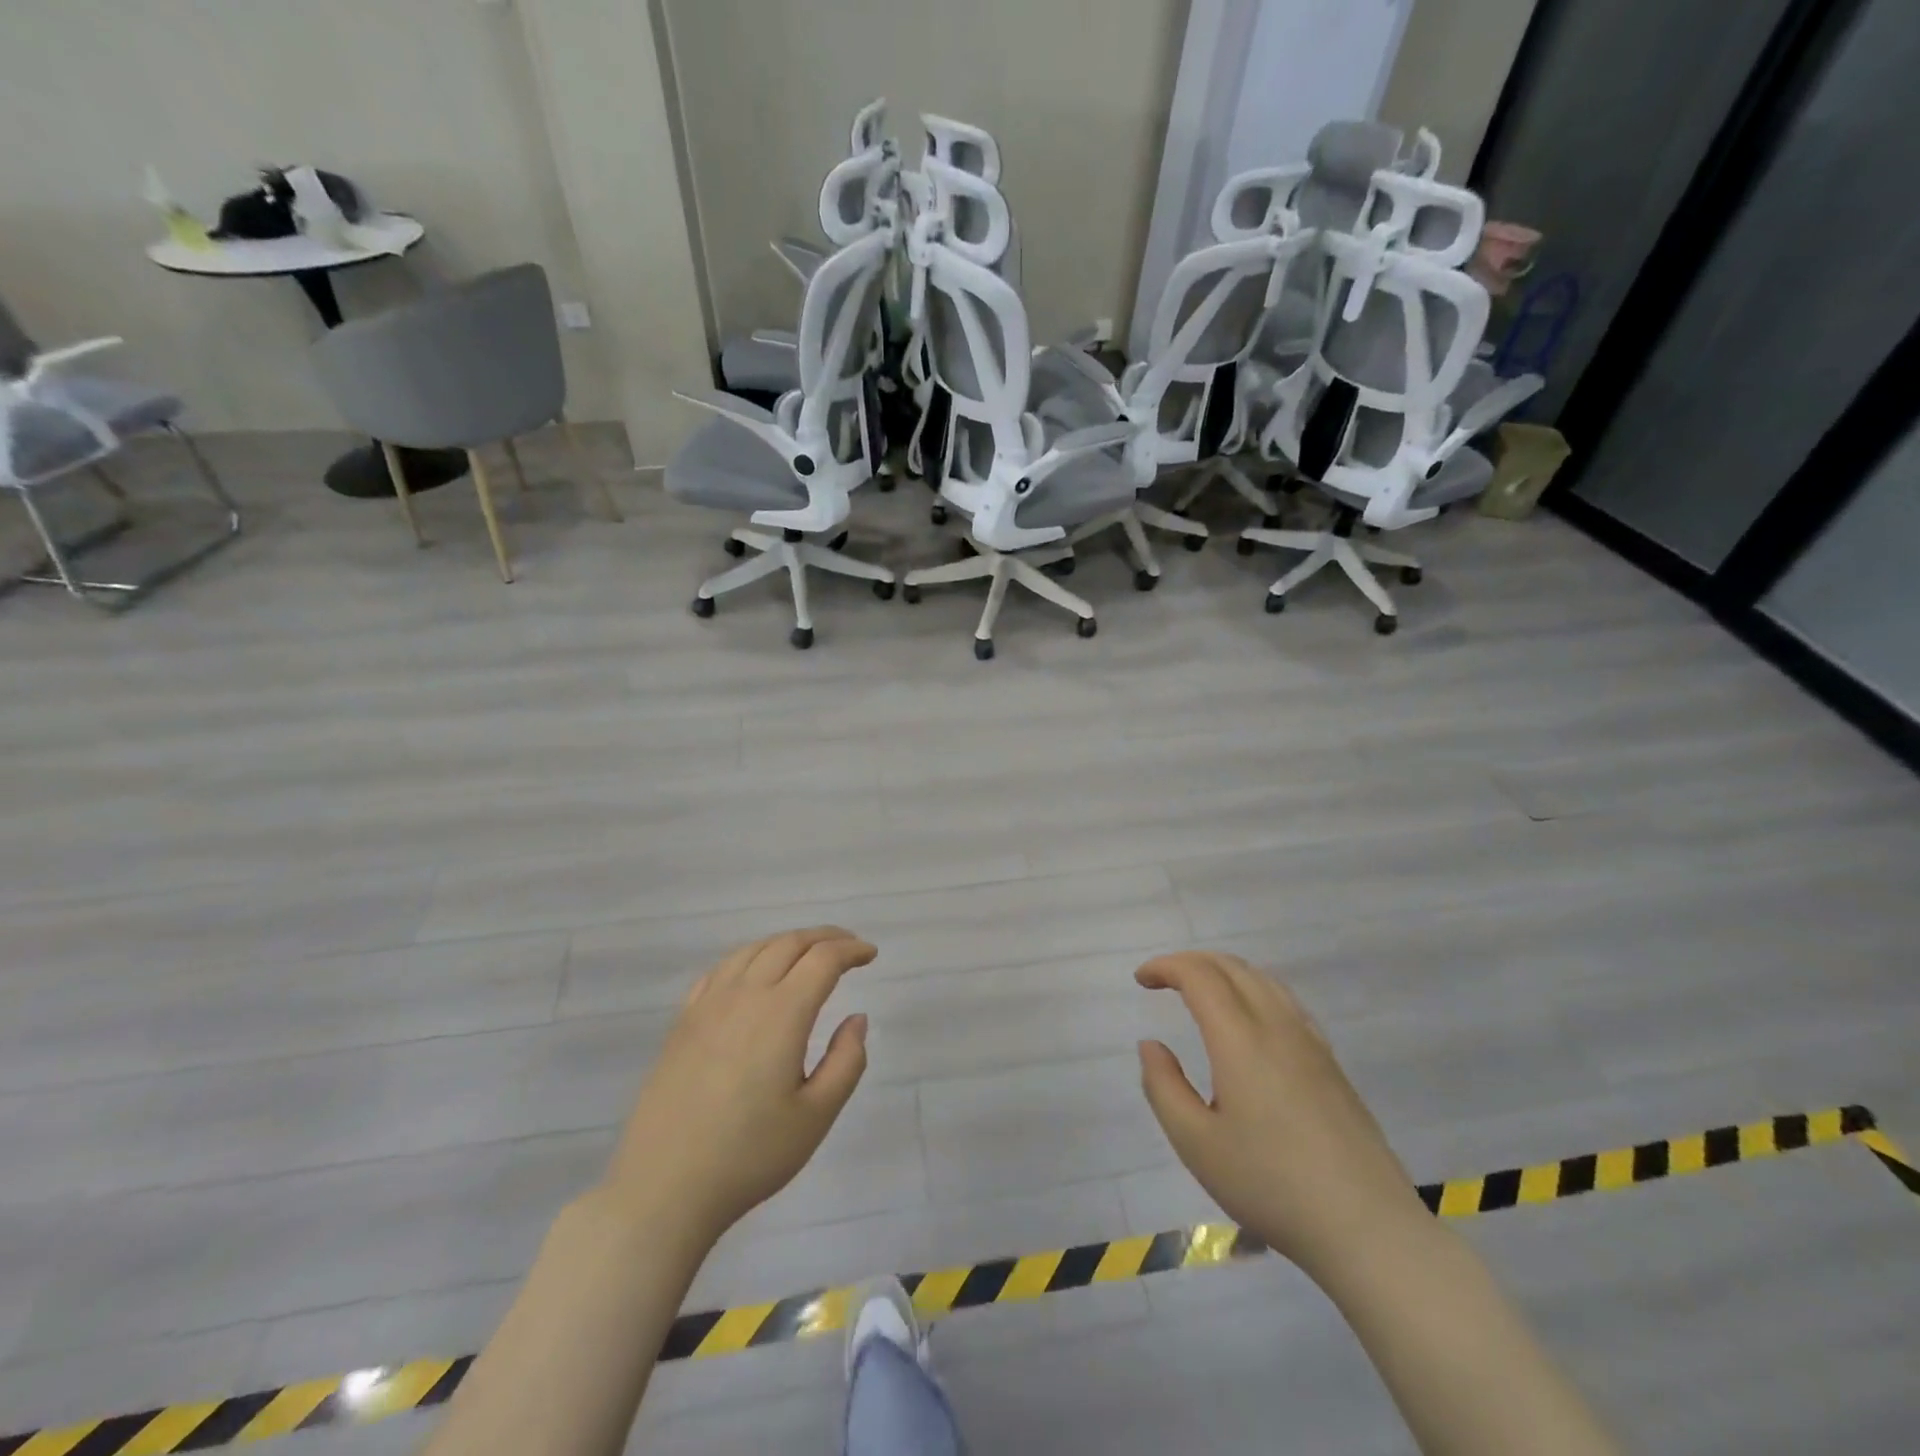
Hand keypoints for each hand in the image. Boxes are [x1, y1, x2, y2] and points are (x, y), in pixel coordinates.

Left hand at [603, 927, 876, 1242]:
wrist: (663, 1188)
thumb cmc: (749, 1155)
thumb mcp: (816, 1117)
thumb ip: (847, 1061)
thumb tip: (857, 1018)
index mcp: (782, 1013)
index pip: (823, 959)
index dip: (851, 950)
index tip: (871, 955)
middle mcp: (745, 994)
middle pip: (788, 944)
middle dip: (824, 937)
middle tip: (848, 947)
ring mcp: (708, 1005)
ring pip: (753, 950)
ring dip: (787, 942)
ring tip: (807, 954)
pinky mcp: (683, 1022)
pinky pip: (721, 969)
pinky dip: (749, 957)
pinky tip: (754, 973)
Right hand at [1135, 952, 1427, 1281]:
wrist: (1367, 1229)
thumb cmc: (1271, 1186)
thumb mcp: (1196, 1144)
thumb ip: (1163, 1087)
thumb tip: (1151, 1045)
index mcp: (1240, 1040)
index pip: (1200, 976)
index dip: (1166, 967)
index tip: (1141, 981)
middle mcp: (1277, 1026)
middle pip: (1232, 967)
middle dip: (1192, 962)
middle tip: (1163, 980)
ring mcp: (1311, 1043)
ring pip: (1263, 979)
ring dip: (1224, 971)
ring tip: (1200, 991)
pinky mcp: (1331, 1063)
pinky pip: (1286, 1001)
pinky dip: (1254, 989)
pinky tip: (1250, 1020)